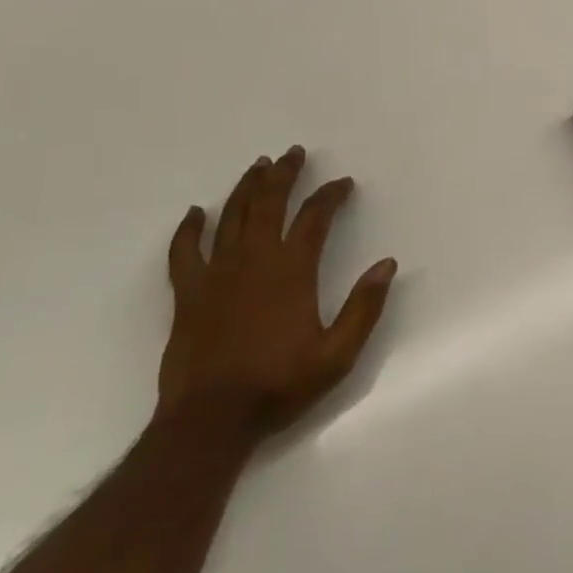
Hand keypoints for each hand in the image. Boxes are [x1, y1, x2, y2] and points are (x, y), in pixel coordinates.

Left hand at [158, 148, 395, 435]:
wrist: (212, 420)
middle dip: (285, 174)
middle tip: (293, 153)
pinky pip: (185, 251)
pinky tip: (196, 213)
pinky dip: (189, 228)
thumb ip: (364, 307)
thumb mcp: (338, 354)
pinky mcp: (189, 293)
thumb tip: (387, 264)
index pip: (315, 217)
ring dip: (246, 187)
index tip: (343, 183)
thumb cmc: (279, 384)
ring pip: (232, 216)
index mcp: (292, 269)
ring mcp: (217, 273)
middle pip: (270, 202)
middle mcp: (255, 259)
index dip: (331, 195)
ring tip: (258, 165)